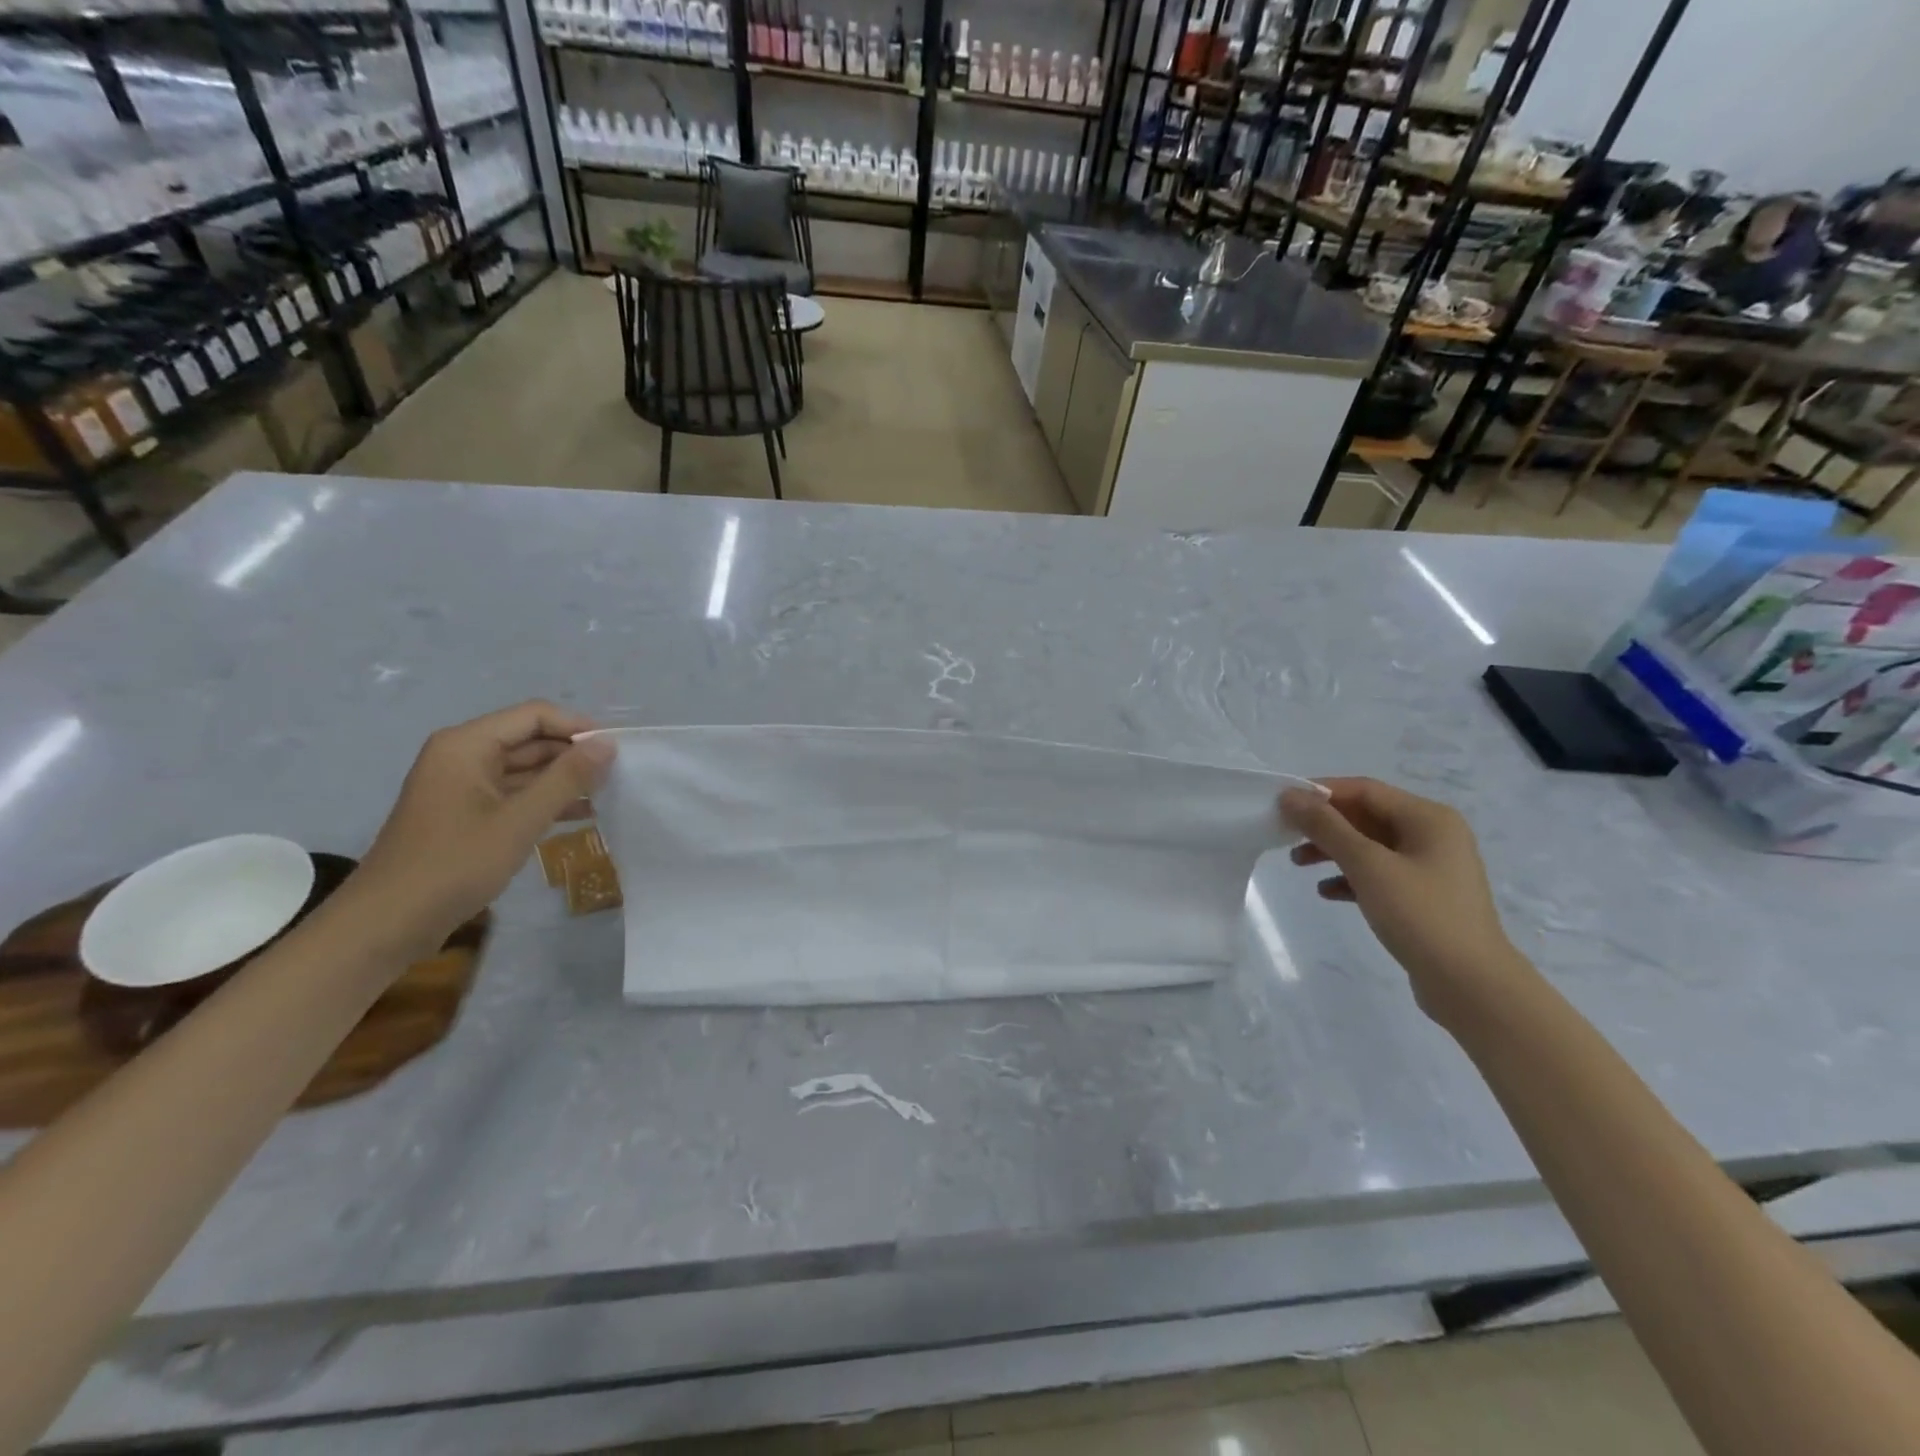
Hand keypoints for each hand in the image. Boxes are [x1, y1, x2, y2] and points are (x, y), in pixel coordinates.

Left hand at [349, 702, 615, 953]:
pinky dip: (546, 801)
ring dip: (564, 780)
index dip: (577, 728)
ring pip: (525, 769)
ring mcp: (463, 786)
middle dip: (573, 755)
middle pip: (530, 740)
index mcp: (467, 745)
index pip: (535, 716)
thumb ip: (567, 778)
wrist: (387, 924)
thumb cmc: (454, 865)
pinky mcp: (467, 814)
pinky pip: (515, 794)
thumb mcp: (519, 820)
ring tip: (608, 796)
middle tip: (619, 776)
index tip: (617, 752)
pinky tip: (581, 816)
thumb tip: (607, 743)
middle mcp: (463, 756)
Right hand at [1280, 777, 1529, 1023]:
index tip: (1282, 803)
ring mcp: (1430, 868)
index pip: (1364, 790)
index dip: (1320, 791)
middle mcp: (1433, 835)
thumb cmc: (1420, 915)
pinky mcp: (1424, 897)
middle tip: (1284, 835)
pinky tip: (1326, 892)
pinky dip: (1350, 878)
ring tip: (1298, 864)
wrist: (1471, 986)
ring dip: (1332, 851)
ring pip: (1369, 846)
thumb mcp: (1367, 866)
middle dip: (1324, 825)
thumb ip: (1326, 827)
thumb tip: (1290, 795)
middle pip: (1366, 816)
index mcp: (1428, 818)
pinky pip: (1379, 874)